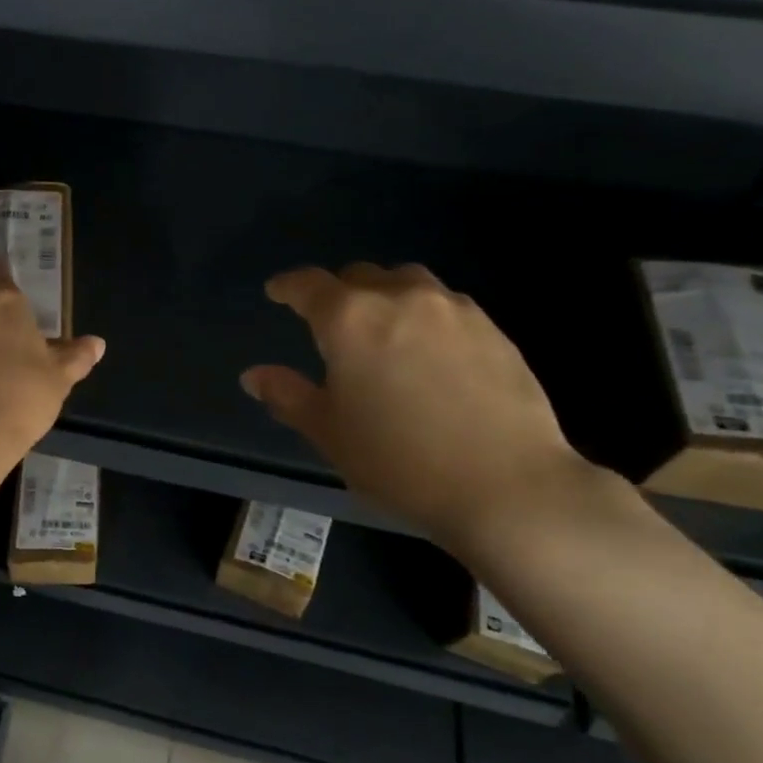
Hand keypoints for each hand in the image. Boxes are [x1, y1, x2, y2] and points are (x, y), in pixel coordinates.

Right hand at [240, 263, 597, 546]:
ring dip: (384, 296)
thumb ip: (288, 395)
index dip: (287, 286)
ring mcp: (452, 309)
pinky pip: (444, 305)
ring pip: (406, 282)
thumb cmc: (400, 461)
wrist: (507, 487)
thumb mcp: (329, 433)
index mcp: (349, 319)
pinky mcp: (492, 328)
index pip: (308, 284)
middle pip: (359, 275)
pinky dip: (423, 315)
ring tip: (382, 330)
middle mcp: (399, 298)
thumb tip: (254, 375)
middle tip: (330, 324)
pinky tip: (428, 352)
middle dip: (337, 292)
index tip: (276, 292)